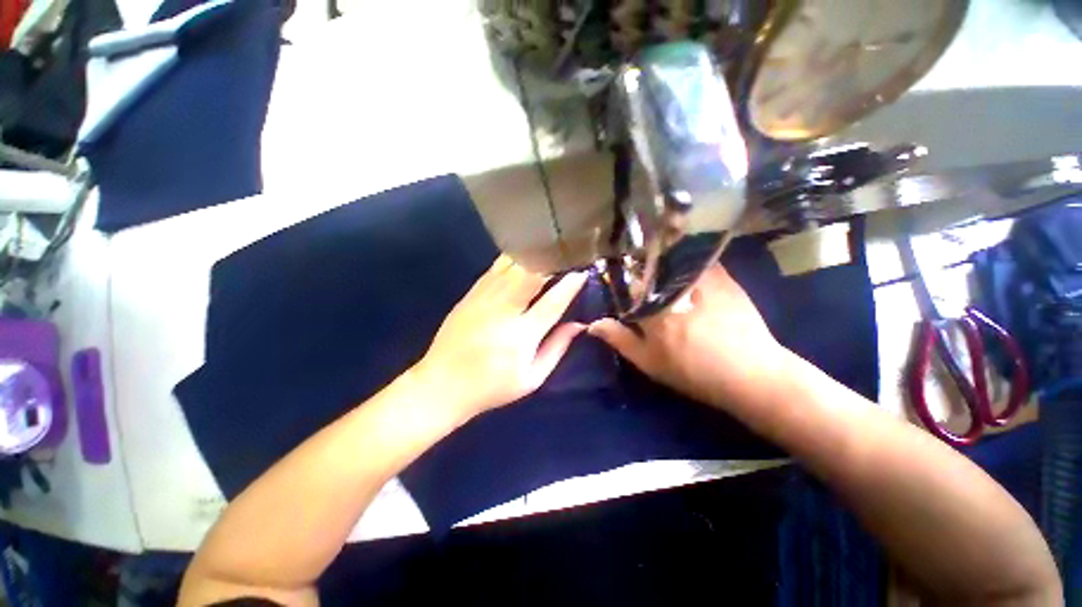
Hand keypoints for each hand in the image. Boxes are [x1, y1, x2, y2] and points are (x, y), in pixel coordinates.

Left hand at [413, 255, 587, 417]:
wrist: (442, 385)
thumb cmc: (492, 387)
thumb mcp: (531, 379)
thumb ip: (557, 348)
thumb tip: (579, 325)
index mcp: (521, 336)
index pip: (552, 303)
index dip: (570, 285)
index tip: (582, 272)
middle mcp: (502, 311)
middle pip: (530, 275)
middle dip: (551, 262)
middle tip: (566, 255)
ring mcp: (483, 299)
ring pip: (511, 266)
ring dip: (532, 256)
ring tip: (548, 250)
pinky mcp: (469, 295)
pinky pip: (494, 269)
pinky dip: (511, 260)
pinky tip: (522, 256)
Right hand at [588, 265, 785, 409]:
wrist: (750, 374)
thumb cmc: (692, 371)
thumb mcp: (648, 361)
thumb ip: (619, 339)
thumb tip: (592, 324)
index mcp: (652, 306)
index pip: (628, 282)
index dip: (623, 281)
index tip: (622, 283)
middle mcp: (672, 286)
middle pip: (649, 266)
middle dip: (642, 266)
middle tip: (642, 274)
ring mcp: (700, 278)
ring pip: (673, 258)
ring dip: (664, 257)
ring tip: (662, 266)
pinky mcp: (723, 277)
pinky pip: (698, 260)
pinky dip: (689, 259)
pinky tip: (689, 269)